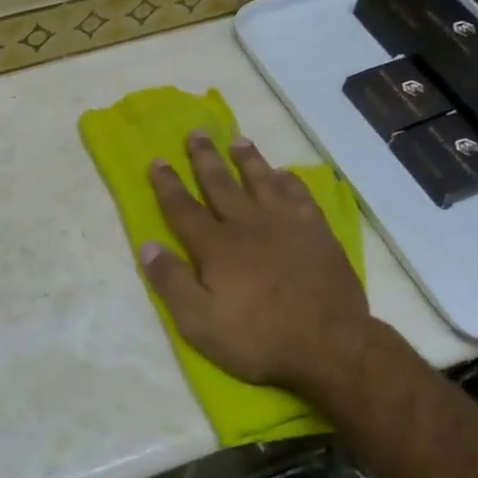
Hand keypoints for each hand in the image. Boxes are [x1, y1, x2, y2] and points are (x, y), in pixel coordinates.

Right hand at [141, 132, 378, 406]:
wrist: (331, 345)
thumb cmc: (259, 338)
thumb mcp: (200, 323)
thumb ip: (172, 282)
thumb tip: (147, 245)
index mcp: (217, 246)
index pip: (183, 208)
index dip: (167, 184)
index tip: (157, 160)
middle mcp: (248, 224)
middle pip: (221, 183)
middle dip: (205, 158)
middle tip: (196, 133)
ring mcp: (286, 224)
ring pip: (262, 180)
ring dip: (248, 159)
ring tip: (238, 141)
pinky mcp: (317, 231)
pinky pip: (299, 195)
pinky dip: (289, 181)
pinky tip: (284, 174)